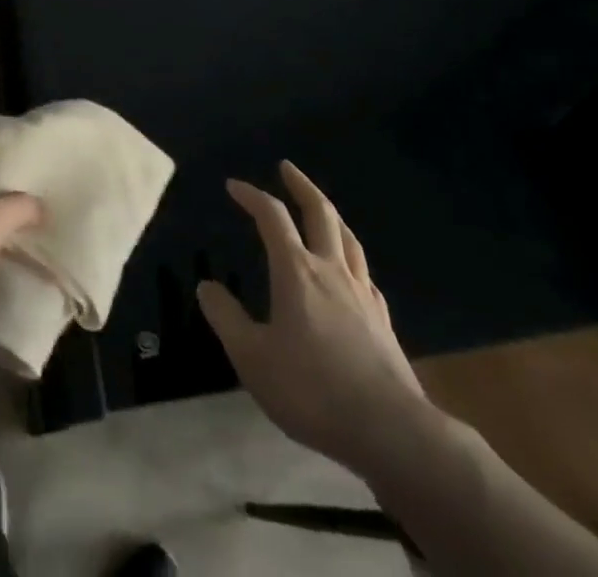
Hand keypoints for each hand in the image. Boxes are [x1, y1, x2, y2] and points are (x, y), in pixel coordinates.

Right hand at [197, 160, 426, 474]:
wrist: (391, 431)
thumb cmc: (312, 390)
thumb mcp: (253, 358)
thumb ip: (227, 319)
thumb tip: (206, 286)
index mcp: (296, 271)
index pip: (272, 217)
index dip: (251, 196)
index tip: (234, 186)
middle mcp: (331, 270)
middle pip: (320, 213)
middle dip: (301, 185)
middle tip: (287, 167)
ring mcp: (362, 293)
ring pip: (348, 238)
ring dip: (330, 214)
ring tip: (321, 207)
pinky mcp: (383, 320)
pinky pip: (364, 273)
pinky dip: (351, 257)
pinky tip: (350, 270)